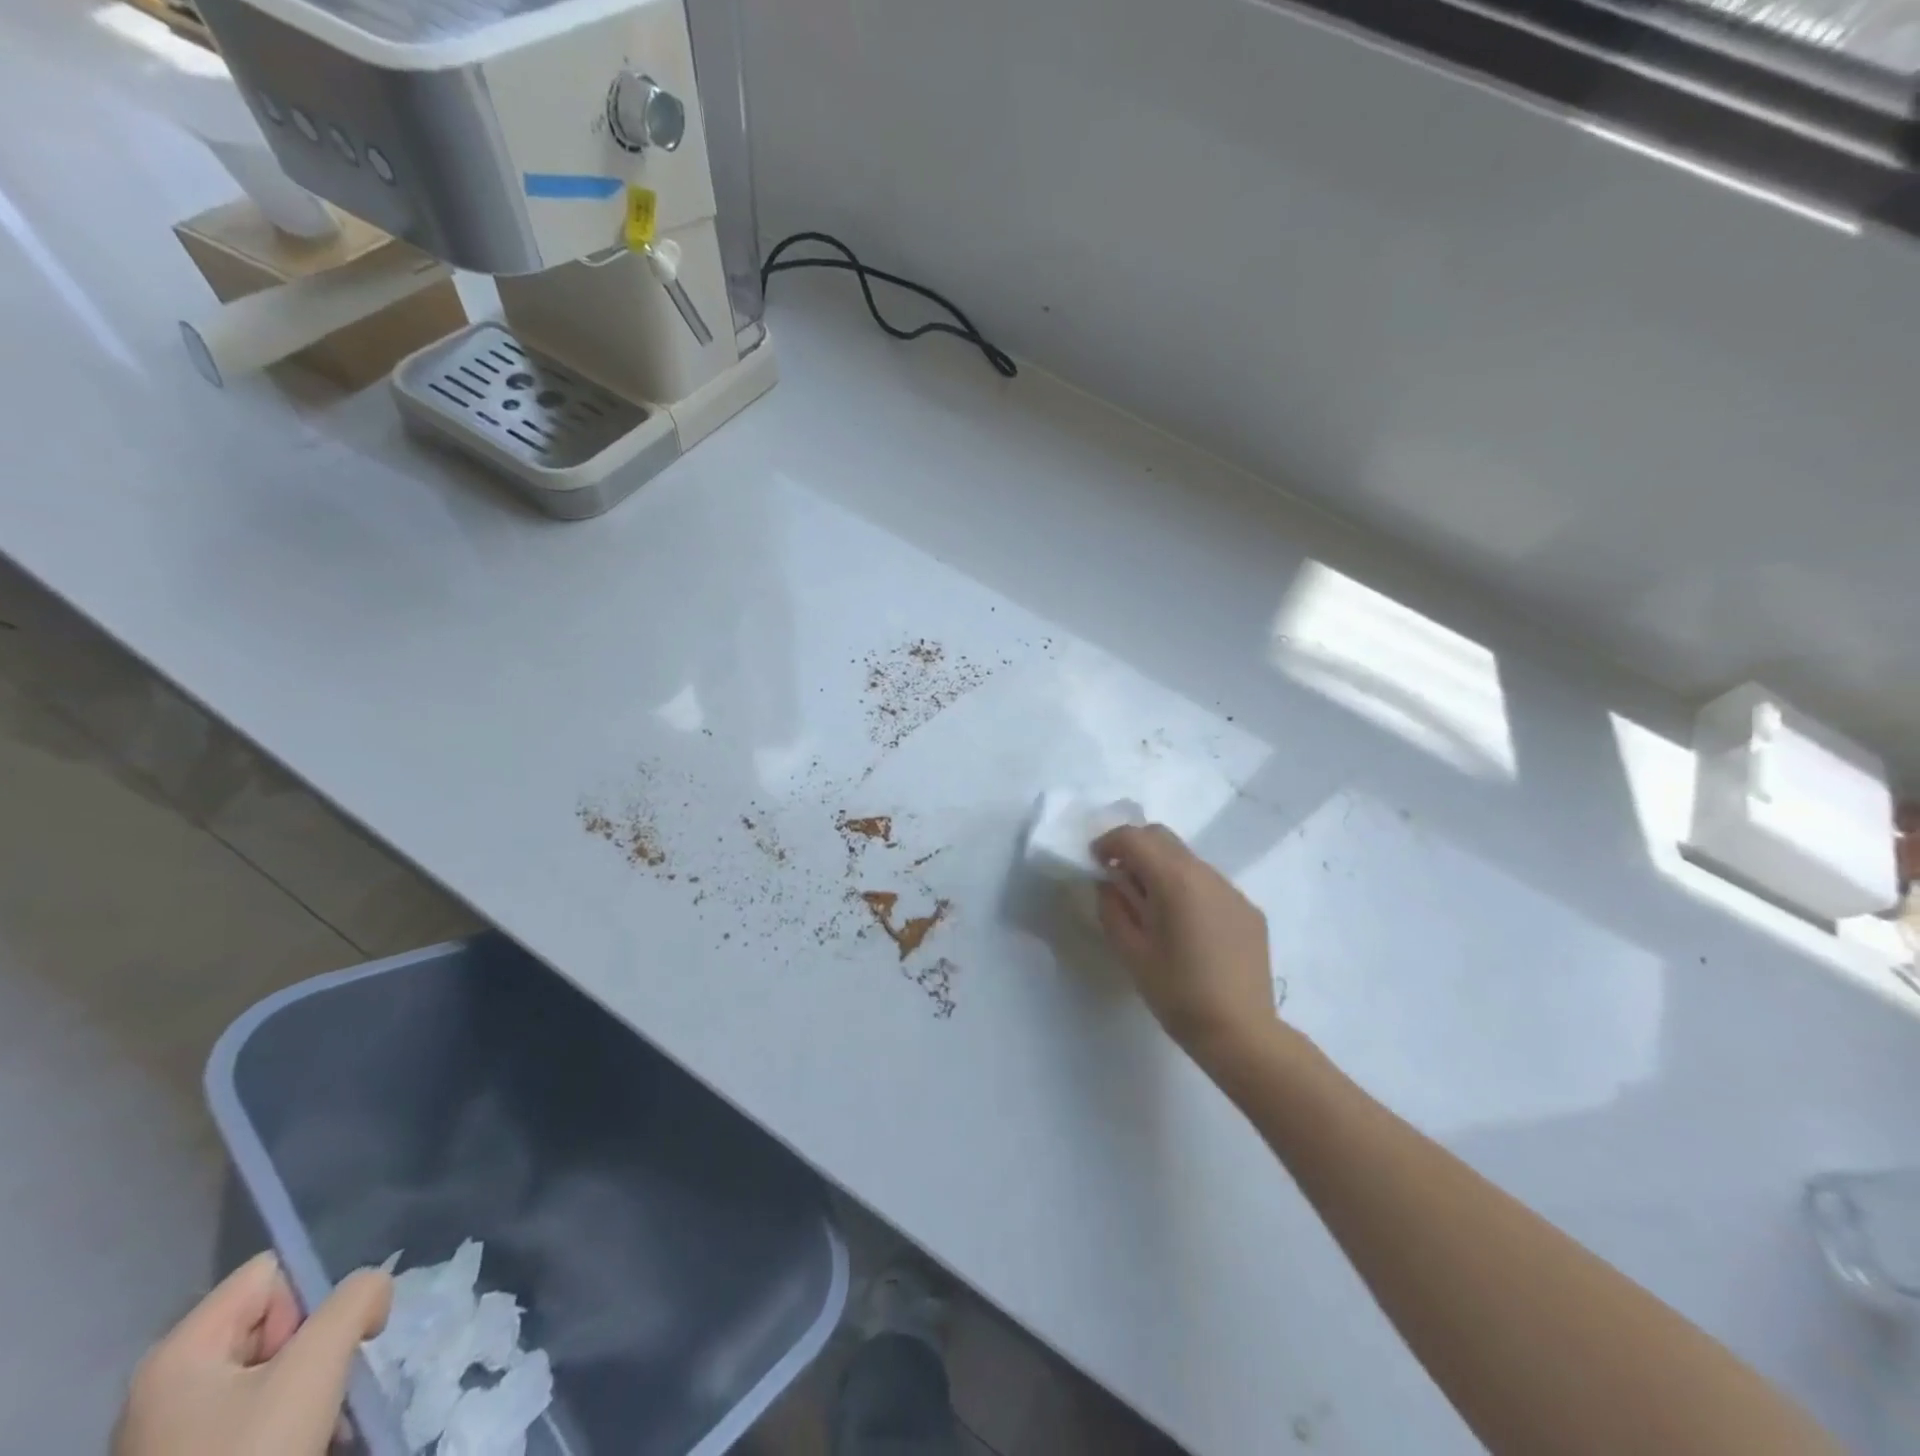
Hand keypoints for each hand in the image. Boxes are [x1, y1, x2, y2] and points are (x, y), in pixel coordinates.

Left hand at [113, 1252, 392, 1455]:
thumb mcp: (317, 1363)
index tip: (321, 1344)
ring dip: (313, 1385)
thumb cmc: (250, 1454)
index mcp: (178, 1351)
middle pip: (276, 1319)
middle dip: (318, 1345)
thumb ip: (359, 1297)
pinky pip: (259, 1411)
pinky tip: (306, 1444)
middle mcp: (167, 1384)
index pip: (274, 1271)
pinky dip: (294, 1419)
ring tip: (319, 1425)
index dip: (313, 1295)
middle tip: (323, 1388)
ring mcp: (175, 1432)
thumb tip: (373, 1293)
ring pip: (275, 1368)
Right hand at [1093, 823, 1277, 1067]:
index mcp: (1174, 880)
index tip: (1095, 863)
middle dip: (1134, 848)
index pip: (1134, 838)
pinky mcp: (1248, 910)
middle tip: (1118, 878)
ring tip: (1151, 907)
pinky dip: (1188, 888)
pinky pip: (1210, 883)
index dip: (1108, 843)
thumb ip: (1113, 909)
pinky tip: (1186, 927)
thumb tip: (1109, 885)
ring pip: (1187, 859)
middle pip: (1162, 838)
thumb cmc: (1177, 994)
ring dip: (1162, 868)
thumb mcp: (1131, 952)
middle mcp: (1206, 874)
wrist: (1242, 1033)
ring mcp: (1232, 890)